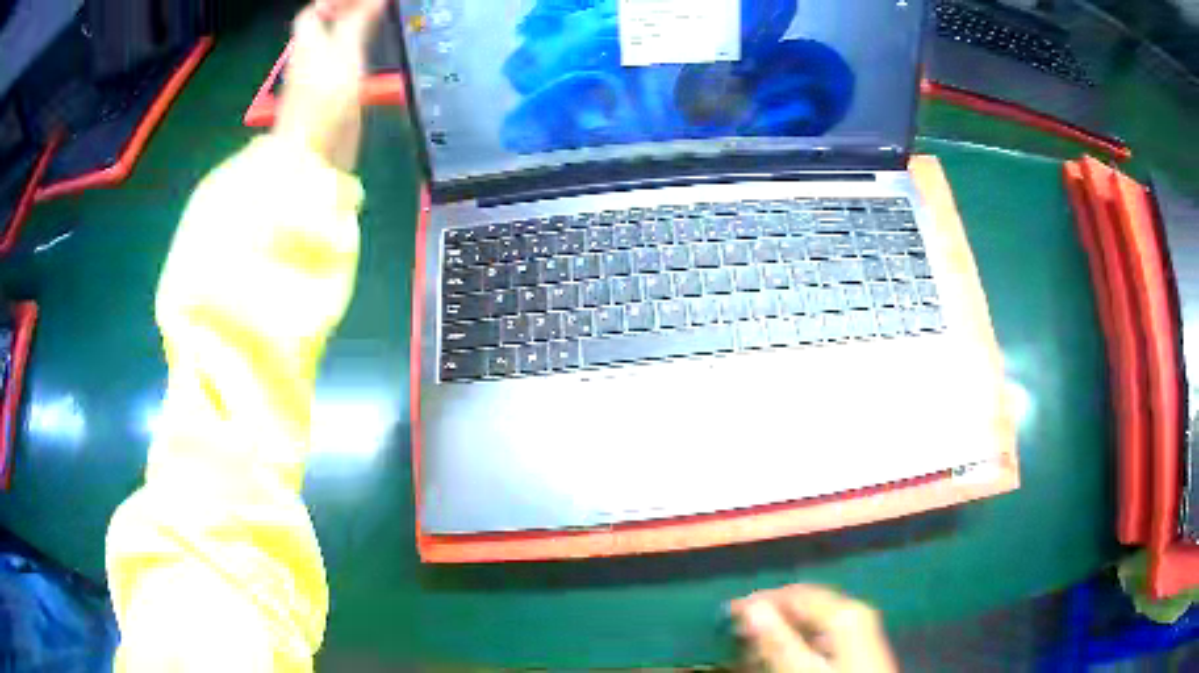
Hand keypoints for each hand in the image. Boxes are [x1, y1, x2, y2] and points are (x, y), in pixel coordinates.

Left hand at [273, 0, 385, 172]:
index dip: (333, 3)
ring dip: (353, 35)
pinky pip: (340, 69)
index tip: (361, 0)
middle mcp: (308, 60)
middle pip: (323, 30)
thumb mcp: (345, 52)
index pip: (313, 13)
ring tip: (378, 28)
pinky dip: (354, 58)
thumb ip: (357, 21)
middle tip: (375, 10)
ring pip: (332, 48)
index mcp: (308, 44)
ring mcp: (316, 83)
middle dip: (345, 15)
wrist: (312, 156)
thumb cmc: (324, 100)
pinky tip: (370, 61)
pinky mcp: (328, 103)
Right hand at [730, 585, 897, 672]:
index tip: (726, 613)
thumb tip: (750, 607)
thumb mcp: (802, 668)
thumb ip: (777, 639)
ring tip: (754, 649)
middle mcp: (853, 610)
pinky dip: (797, 640)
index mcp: (844, 611)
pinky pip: (821, 632)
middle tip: (736, 634)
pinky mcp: (856, 642)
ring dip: (781, 632)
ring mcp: (857, 626)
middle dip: (770, 617)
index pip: (795, 593)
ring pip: (810, 620)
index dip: (760, 600)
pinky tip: (782, 654)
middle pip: (803, 604)